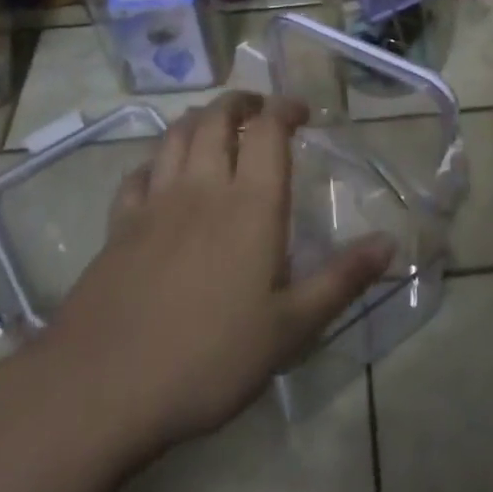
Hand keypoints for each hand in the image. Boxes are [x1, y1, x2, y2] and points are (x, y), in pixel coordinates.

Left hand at [23, 93, 394, 462]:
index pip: (268, 131)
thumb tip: (390, 242)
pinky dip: (156, 159)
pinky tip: (161, 173)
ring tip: (214, 124)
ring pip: (175, 135)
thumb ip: (341, 280)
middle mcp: (202, 188)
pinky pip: (138, 173)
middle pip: (216, 119)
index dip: (284, 109)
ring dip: (198, 118)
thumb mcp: (291, 329)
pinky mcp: (119, 225)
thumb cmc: (209, 358)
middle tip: (258, 110)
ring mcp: (155, 203)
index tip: (301, 111)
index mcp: (250, 205)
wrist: (103, 387)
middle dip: (240, 103)